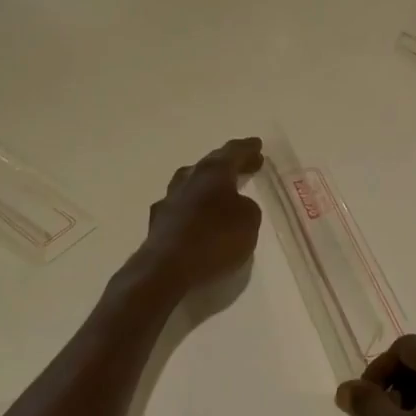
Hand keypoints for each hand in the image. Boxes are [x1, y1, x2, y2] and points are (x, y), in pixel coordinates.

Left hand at [140, 137, 264, 294]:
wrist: (165, 270)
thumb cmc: (214, 239)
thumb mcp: (249, 221)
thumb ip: (247, 207)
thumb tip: (236, 204)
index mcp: (213, 171)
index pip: (233, 151)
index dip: (247, 148)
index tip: (257, 145)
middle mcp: (189, 178)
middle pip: (210, 164)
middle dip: (229, 163)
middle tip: (245, 164)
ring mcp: (169, 199)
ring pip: (192, 183)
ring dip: (207, 184)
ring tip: (220, 189)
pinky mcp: (158, 223)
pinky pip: (182, 207)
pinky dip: (194, 208)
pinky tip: (198, 217)